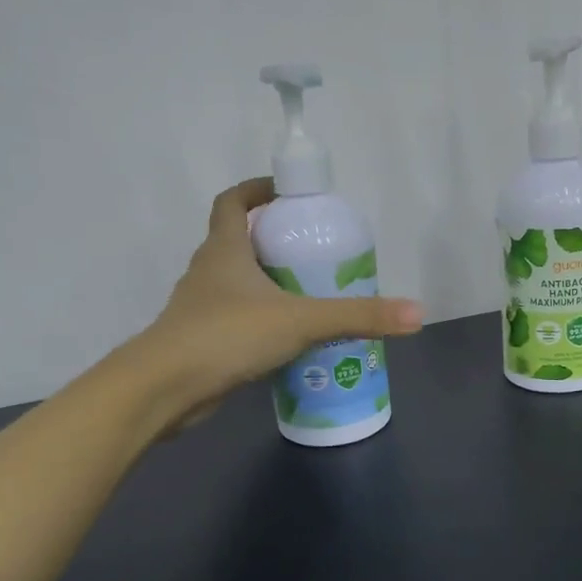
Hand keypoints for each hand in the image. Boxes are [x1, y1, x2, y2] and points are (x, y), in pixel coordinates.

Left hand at [132, 178, 422, 427]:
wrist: (164, 389)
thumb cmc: (227, 335)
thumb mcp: (301, 321)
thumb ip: (357, 317)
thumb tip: (417, 314)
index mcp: (223, 250)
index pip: (231, 202)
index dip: (255, 191)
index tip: (285, 194)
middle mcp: (206, 272)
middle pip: (235, 243)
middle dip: (271, 242)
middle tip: (311, 252)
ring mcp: (199, 309)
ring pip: (234, 286)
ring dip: (265, 285)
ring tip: (307, 296)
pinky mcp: (200, 343)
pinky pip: (233, 322)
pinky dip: (258, 323)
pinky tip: (286, 343)